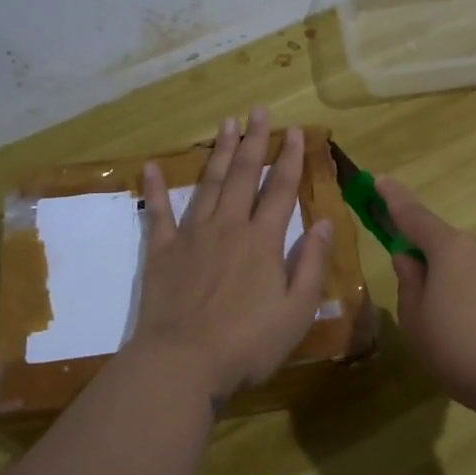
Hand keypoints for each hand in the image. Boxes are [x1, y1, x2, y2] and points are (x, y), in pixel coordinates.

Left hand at [131, 108, 335, 408]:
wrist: (182, 363)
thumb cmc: (248, 344)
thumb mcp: (297, 311)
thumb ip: (312, 264)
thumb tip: (323, 221)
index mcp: (263, 241)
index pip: (281, 189)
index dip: (290, 158)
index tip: (295, 131)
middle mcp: (228, 227)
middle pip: (244, 176)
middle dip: (254, 141)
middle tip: (258, 111)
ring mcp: (191, 236)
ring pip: (208, 184)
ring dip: (219, 153)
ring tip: (226, 124)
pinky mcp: (161, 252)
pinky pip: (158, 213)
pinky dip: (155, 188)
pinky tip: (152, 166)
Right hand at [379, 177, 475, 412]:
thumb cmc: (464, 353)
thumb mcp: (417, 325)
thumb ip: (410, 285)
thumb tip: (410, 258)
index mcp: (451, 249)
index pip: (414, 216)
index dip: (393, 199)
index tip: (380, 180)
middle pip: (449, 250)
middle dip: (435, 271)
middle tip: (429, 316)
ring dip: (465, 293)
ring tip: (466, 342)